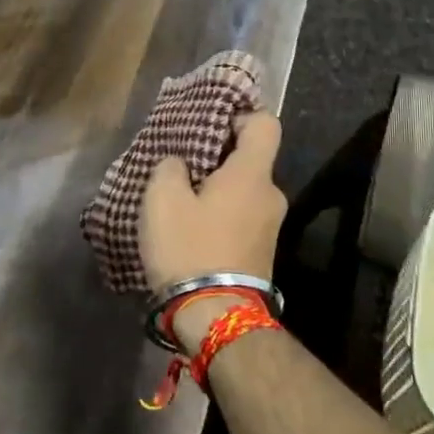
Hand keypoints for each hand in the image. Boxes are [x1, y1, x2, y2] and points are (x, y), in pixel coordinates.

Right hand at [139, 112, 287, 292]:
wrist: (215, 317)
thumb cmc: (189, 247)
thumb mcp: (162, 199)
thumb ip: (170, 168)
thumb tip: (180, 165)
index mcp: (252, 174)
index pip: (265, 123)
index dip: (240, 115)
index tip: (210, 125)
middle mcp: (271, 196)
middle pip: (250, 160)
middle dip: (218, 158)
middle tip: (182, 165)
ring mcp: (271, 228)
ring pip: (243, 191)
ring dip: (216, 190)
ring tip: (181, 200)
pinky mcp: (262, 253)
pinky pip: (242, 217)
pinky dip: (220, 215)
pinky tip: (192, 229)